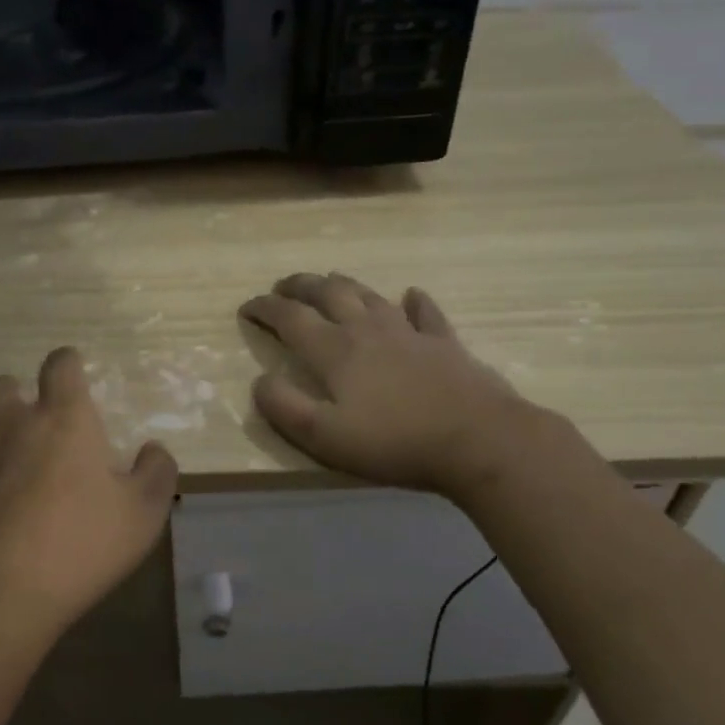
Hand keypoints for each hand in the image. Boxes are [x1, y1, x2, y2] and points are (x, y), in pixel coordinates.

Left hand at [0, 347, 178, 649]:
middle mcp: (8, 422)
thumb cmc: (78, 547)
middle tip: (24, 420)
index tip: (72, 376)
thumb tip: (154, 449)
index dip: (67, 364)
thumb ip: (157, 473)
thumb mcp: (143, 515)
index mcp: (62, 419)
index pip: (61, 365)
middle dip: (11, 394)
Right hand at [239, 272, 543, 493]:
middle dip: (299, 285)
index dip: (264, 309)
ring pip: (368, 295)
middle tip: (282, 286)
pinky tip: (409, 296)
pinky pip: (424, 311)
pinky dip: (412, 301)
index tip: (246, 307)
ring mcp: (408, 331)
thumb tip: (259, 380)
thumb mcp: (323, 436)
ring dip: (343, 285)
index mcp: (334, 350)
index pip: (289, 318)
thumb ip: (284, 406)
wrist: (477, 439)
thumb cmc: (393, 442)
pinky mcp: (443, 342)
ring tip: (329, 282)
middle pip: (327, 293)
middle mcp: (366, 329)